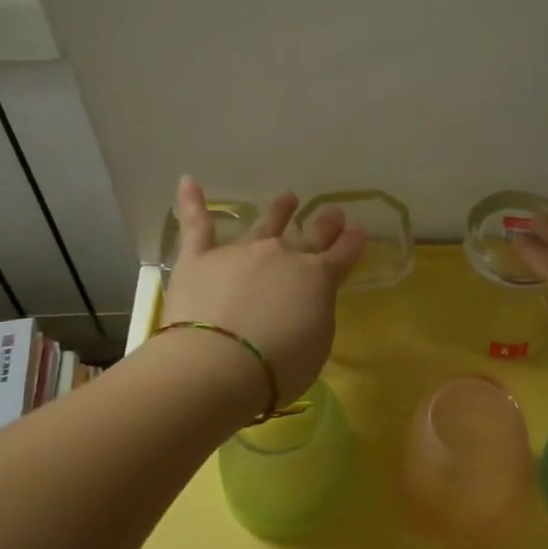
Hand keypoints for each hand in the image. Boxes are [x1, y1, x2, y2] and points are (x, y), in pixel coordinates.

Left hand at [160, 177, 366, 405]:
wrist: (218, 364)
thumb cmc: (278, 366)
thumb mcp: (317, 344)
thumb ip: (314, 314)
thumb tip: (306, 300)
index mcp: (317, 277)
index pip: (342, 254)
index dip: (352, 242)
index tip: (359, 230)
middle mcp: (282, 255)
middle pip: (310, 235)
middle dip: (325, 223)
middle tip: (333, 212)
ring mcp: (240, 251)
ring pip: (264, 223)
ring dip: (278, 210)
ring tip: (288, 198)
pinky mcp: (199, 257)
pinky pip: (196, 225)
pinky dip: (191, 202)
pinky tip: (188, 182)